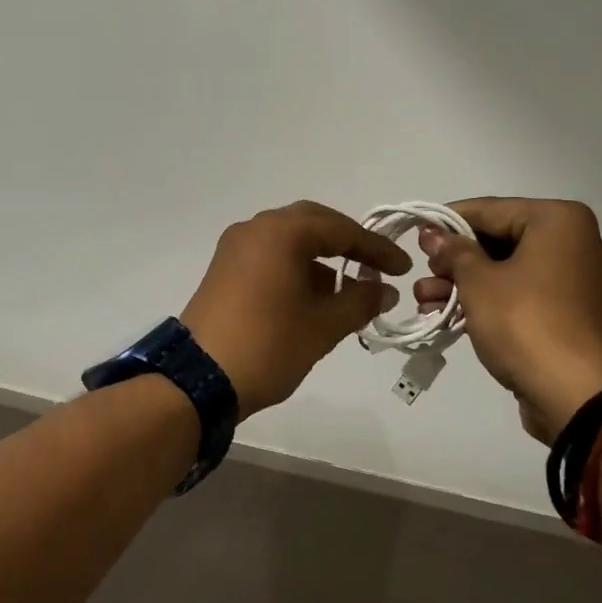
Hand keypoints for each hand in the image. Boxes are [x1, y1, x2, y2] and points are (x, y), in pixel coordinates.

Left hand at [180, 201, 409, 418]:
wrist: (198, 380)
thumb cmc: (268, 345)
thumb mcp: (323, 326)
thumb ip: (360, 301)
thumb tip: (384, 289)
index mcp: (281, 233)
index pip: (340, 230)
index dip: (376, 248)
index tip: (403, 268)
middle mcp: (256, 228)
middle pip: (313, 223)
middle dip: (348, 242)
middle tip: (377, 266)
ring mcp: (236, 247)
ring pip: (290, 238)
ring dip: (321, 256)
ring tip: (349, 289)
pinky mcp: (224, 268)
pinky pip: (270, 254)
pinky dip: (296, 266)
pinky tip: (314, 296)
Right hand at [415, 197, 601, 443]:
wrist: (580, 398)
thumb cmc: (527, 324)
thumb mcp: (479, 282)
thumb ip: (453, 251)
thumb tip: (434, 234)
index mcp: (560, 221)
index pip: (490, 209)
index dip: (447, 221)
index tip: (416, 234)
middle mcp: (576, 243)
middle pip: (500, 240)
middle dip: (455, 260)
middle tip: (424, 273)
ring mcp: (579, 281)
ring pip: (509, 270)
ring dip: (466, 284)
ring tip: (425, 300)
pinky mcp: (575, 316)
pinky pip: (525, 295)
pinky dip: (491, 301)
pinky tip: (451, 315)